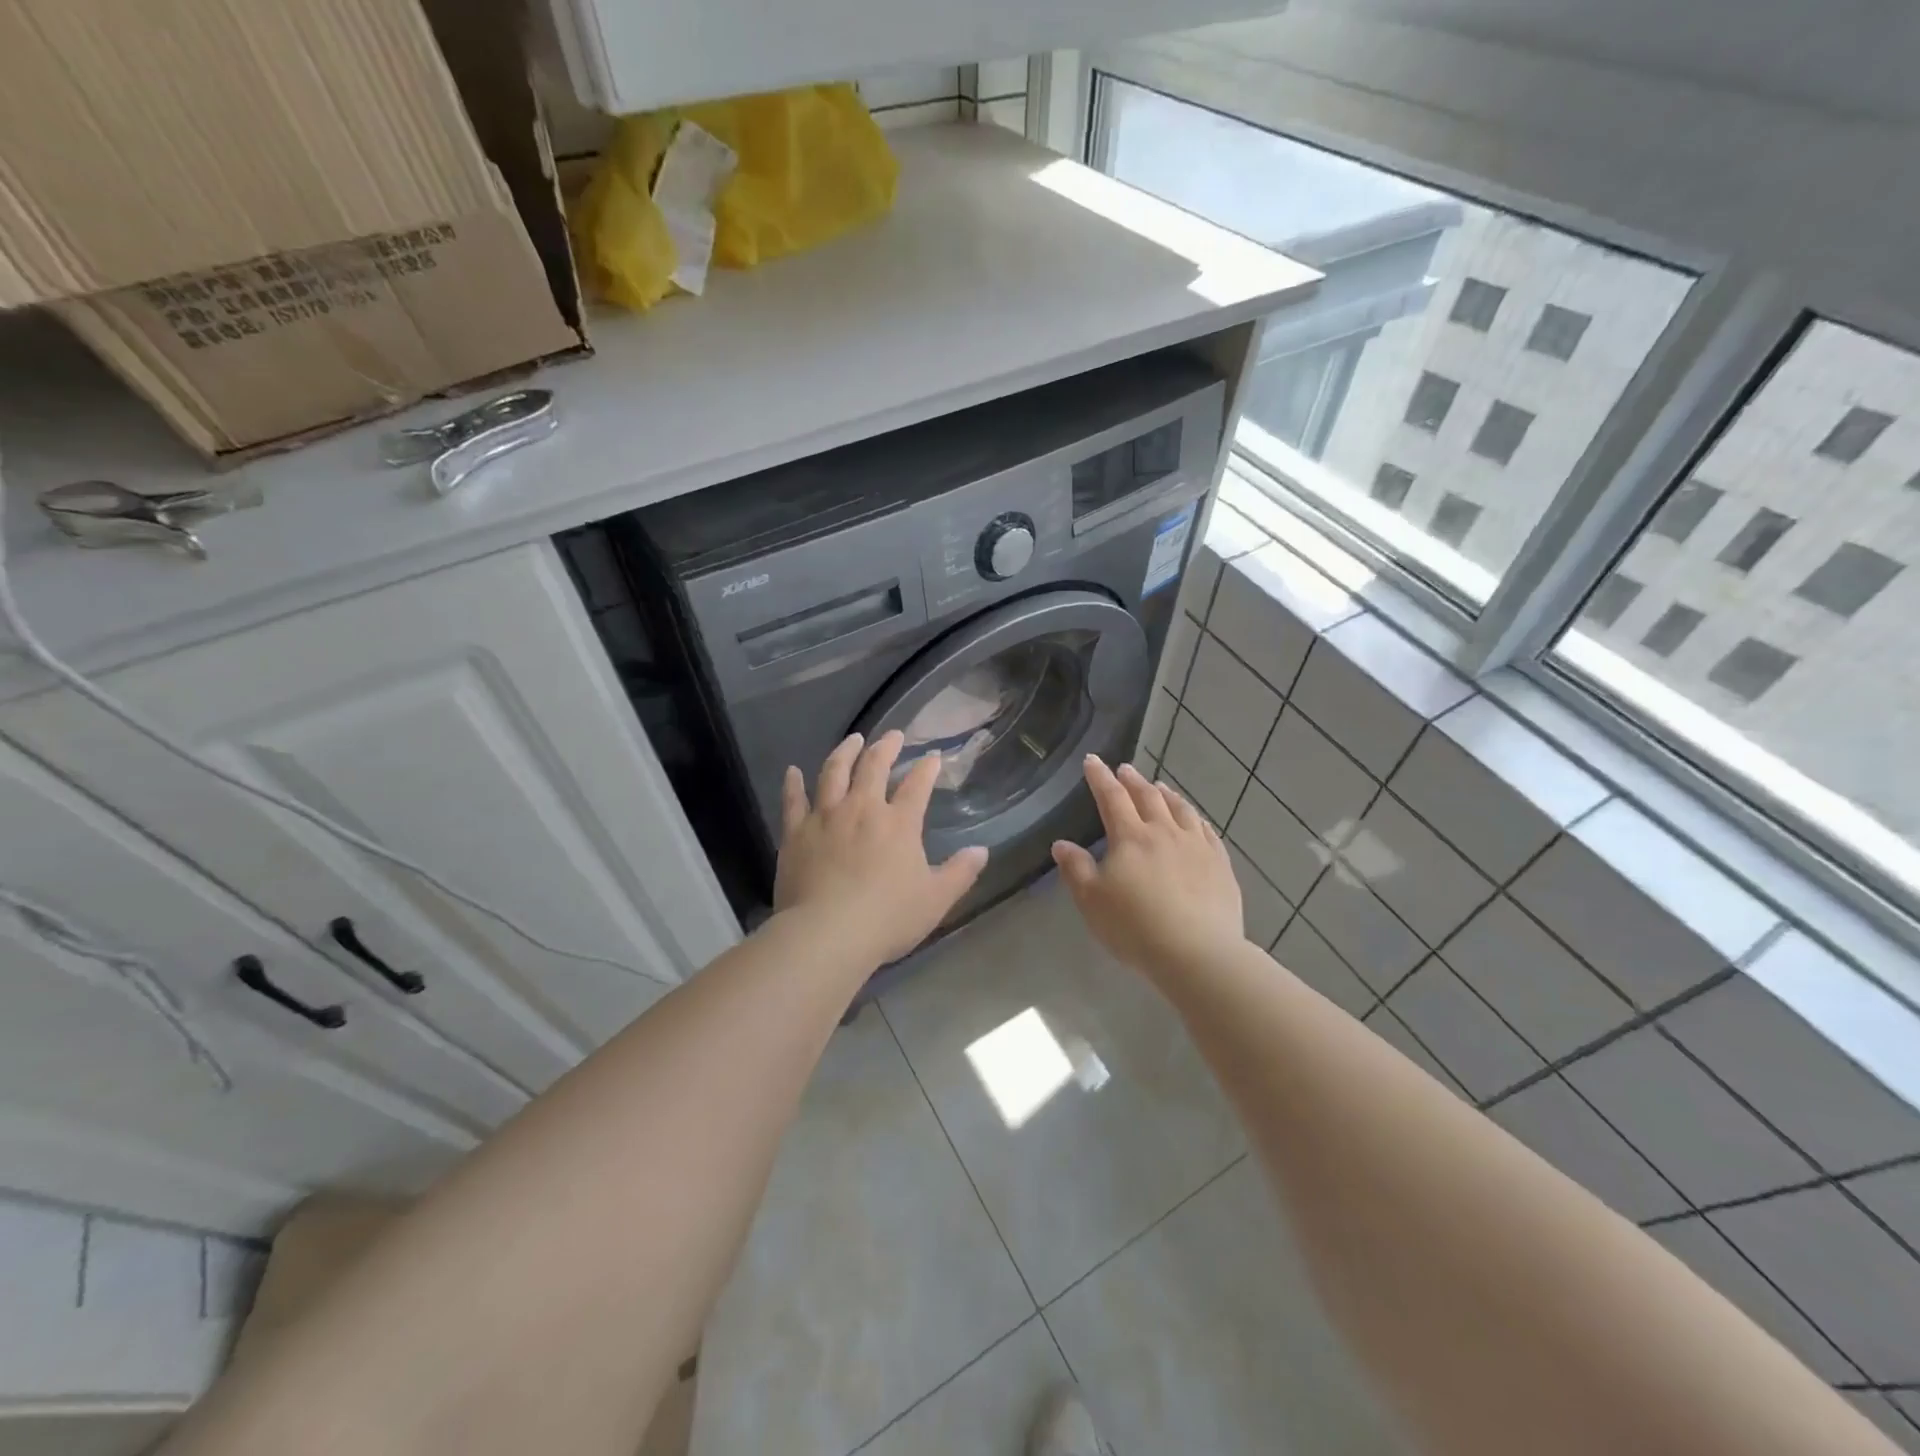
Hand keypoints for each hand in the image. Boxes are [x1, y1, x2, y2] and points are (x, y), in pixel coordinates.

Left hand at [775, 731, 989, 966]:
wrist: (827, 933)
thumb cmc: (887, 918)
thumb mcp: (936, 899)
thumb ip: (960, 872)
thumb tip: (982, 850)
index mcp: (899, 823)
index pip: (918, 785)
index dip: (927, 768)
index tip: (933, 757)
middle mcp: (862, 809)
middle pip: (874, 767)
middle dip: (886, 747)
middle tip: (893, 735)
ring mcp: (826, 817)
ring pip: (834, 772)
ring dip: (845, 752)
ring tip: (853, 740)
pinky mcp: (796, 832)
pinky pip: (793, 800)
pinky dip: (793, 783)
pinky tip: (793, 771)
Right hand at [1052, 757, 1245, 979]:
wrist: (1198, 953)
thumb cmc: (1135, 927)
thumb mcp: (1092, 901)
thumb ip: (1076, 869)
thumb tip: (1061, 844)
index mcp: (1130, 837)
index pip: (1111, 797)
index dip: (1100, 777)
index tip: (1092, 760)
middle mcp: (1165, 832)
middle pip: (1147, 797)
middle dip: (1132, 781)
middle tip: (1125, 769)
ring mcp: (1197, 846)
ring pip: (1180, 809)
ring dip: (1166, 794)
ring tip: (1159, 786)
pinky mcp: (1220, 864)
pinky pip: (1206, 831)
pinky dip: (1195, 818)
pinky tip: (1194, 819)